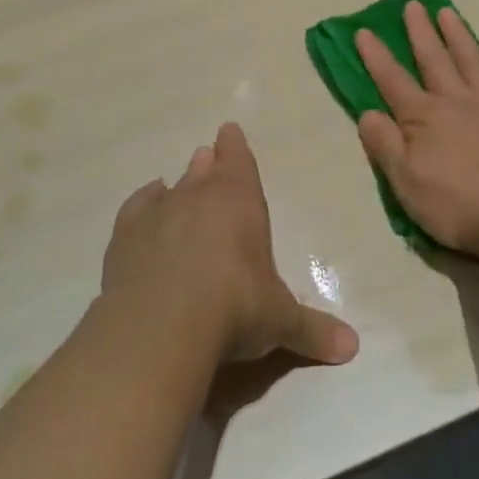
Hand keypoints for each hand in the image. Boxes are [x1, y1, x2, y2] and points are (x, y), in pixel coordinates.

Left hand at [103, 123, 359, 366]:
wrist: (162, 325)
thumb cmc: (235, 308)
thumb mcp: (279, 321)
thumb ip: (312, 330)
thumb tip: (352, 347)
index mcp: (240, 202)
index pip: (239, 162)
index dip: (236, 148)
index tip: (229, 130)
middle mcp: (198, 196)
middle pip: (204, 171)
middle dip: (209, 164)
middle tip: (206, 154)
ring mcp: (158, 214)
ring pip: (171, 187)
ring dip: (178, 183)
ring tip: (178, 179)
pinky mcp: (125, 237)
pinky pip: (137, 208)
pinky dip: (143, 203)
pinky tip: (147, 203)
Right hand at [355, 1, 478, 259]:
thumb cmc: (455, 204)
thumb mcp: (405, 182)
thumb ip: (384, 144)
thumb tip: (367, 112)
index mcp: (424, 117)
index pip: (392, 80)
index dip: (376, 56)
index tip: (364, 31)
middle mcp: (456, 100)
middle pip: (433, 59)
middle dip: (420, 31)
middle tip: (413, 5)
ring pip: (470, 59)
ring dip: (456, 35)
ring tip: (446, 12)